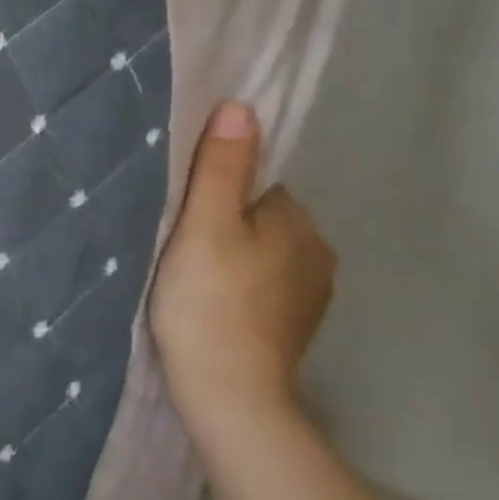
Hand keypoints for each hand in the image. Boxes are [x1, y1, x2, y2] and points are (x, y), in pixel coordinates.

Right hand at [148, 100, 336, 431]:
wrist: (229, 393)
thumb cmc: (210, 300)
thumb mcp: (204, 225)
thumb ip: (222, 166)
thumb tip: (240, 106)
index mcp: (298, 222)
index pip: (256, 185)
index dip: (215, 195)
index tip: (183, 218)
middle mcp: (318, 252)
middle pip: (260, 219)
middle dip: (226, 226)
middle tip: (180, 249)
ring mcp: (311, 295)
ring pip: (263, 254)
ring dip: (234, 258)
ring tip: (193, 279)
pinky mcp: (296, 326)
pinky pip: (265, 286)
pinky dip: (242, 289)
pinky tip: (214, 306)